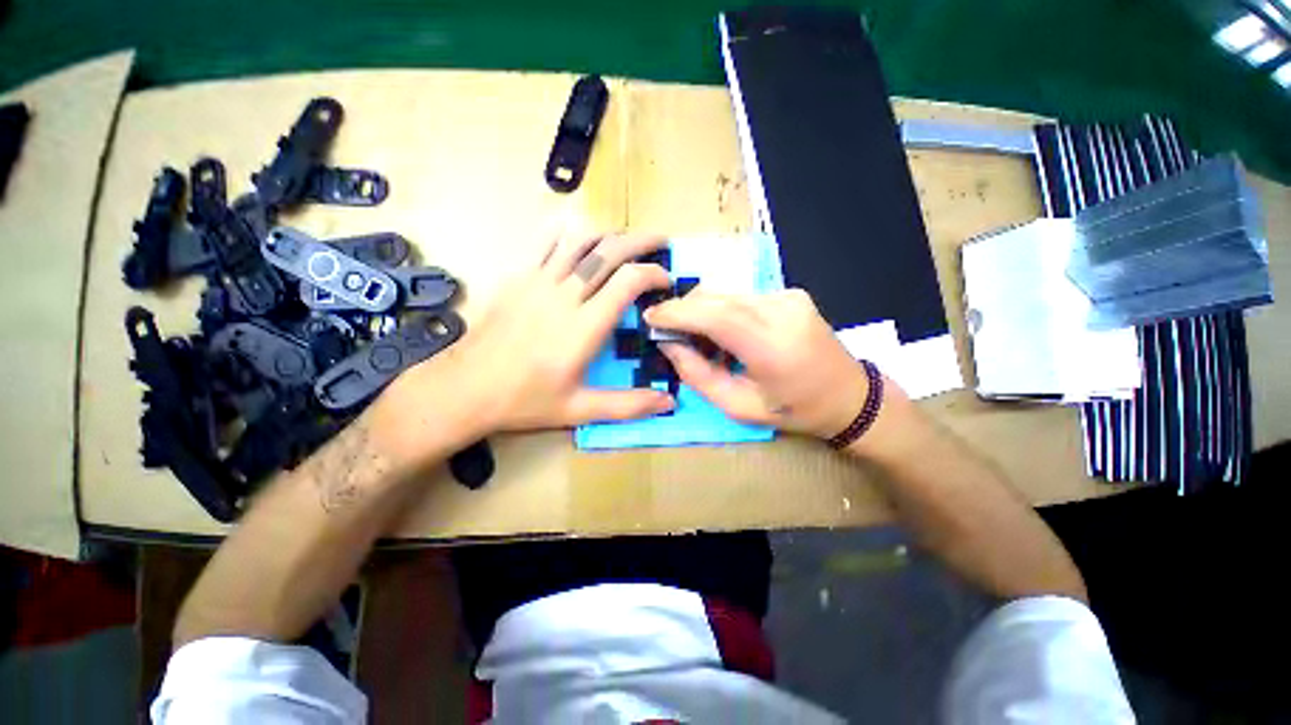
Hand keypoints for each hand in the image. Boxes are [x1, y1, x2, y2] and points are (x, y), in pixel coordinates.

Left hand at [377, 231, 675, 457]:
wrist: (464, 388)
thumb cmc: (525, 401)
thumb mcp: (580, 410)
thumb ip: (627, 405)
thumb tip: (669, 402)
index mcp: (583, 327)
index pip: (627, 282)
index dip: (653, 274)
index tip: (666, 282)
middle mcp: (563, 296)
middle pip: (608, 251)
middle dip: (640, 241)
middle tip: (661, 241)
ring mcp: (537, 281)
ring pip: (580, 240)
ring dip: (610, 233)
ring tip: (627, 239)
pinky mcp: (517, 277)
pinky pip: (546, 241)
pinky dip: (569, 232)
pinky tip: (581, 234)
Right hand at [644, 289, 881, 439]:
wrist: (851, 396)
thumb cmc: (794, 411)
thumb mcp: (739, 407)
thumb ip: (698, 375)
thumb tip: (668, 345)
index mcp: (772, 347)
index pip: (715, 315)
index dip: (677, 313)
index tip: (650, 317)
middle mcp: (782, 311)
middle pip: (717, 297)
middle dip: (684, 309)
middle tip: (669, 332)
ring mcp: (789, 297)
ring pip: (726, 292)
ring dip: (703, 310)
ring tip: (700, 340)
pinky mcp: (790, 293)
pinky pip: (741, 295)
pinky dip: (722, 309)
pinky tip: (725, 333)